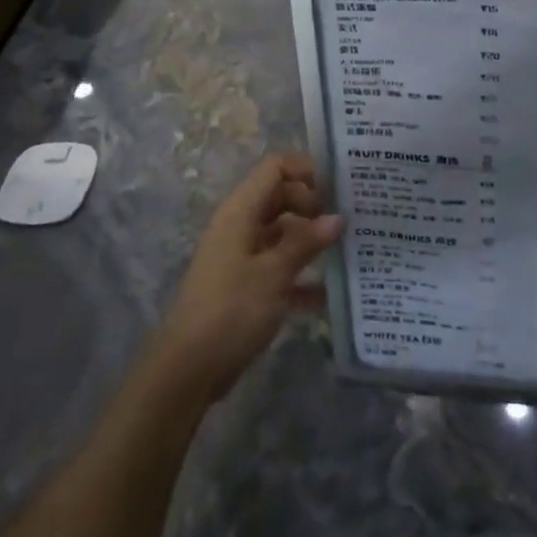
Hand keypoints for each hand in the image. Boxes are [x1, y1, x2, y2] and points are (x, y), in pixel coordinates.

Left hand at [150, 153, 341, 403]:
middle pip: (280, 197)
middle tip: (347, 222)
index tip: (339, 188)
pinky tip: (328, 294)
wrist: (188, 368)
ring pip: (281, 233)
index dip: (306, 170)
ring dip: (310, 240)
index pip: (275, 168)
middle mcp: (240, 225)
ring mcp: (241, 256)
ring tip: (347, 251)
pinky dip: (300, 274)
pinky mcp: (245, 285)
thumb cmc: (231, 309)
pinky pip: (278, 266)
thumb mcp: (274, 273)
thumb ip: (306, 242)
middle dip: (313, 206)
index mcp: (241, 211)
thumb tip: (337, 217)